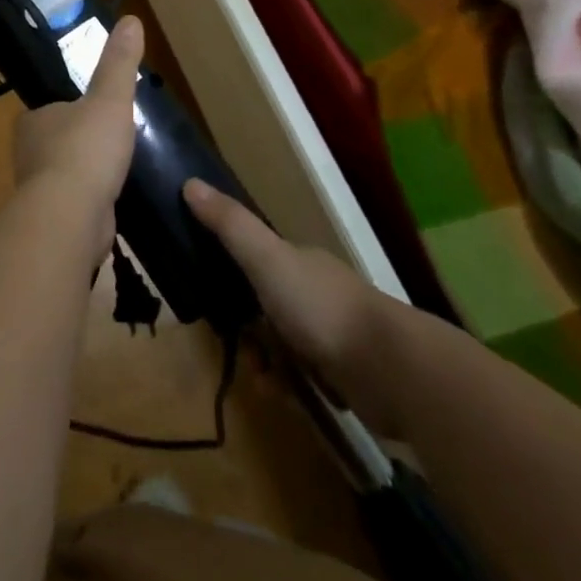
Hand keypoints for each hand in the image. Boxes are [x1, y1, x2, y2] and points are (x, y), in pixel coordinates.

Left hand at [12, 15, 145, 237]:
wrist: (71, 217)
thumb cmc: (86, 149)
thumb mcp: (109, 98)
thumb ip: (119, 63)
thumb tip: (131, 19)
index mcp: (32, 120)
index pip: (51, 108)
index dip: (73, 108)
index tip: (98, 110)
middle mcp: (27, 153)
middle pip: (58, 140)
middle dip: (81, 141)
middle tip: (115, 139)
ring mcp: (38, 189)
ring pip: (65, 173)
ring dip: (86, 173)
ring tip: (117, 169)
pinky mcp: (53, 220)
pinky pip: (75, 202)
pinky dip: (91, 200)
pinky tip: (112, 200)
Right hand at [183, 177, 401, 431]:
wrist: (392, 370)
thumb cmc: (321, 307)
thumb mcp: (266, 259)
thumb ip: (230, 225)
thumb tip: (189, 182)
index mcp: (299, 260)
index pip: (256, 258)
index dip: (231, 274)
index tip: (210, 294)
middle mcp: (316, 291)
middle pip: (266, 306)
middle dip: (247, 329)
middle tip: (235, 346)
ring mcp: (335, 333)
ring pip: (284, 345)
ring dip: (266, 363)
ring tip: (264, 380)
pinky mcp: (348, 375)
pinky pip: (305, 378)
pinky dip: (290, 387)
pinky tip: (285, 397)